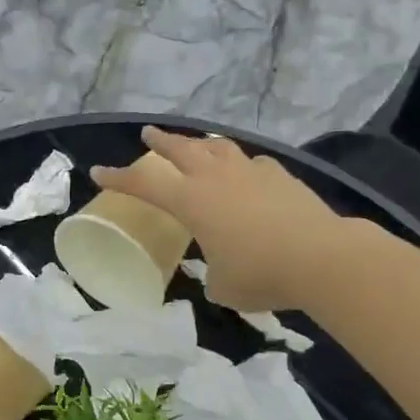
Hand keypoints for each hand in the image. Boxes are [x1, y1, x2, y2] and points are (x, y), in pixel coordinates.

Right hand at [91, 127, 341, 313]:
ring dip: (200, 144)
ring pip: (217, 147)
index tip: (98, 172)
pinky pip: (252, 162)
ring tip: (196, 144)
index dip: (119, 178)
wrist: (321, 257)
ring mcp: (250, 172)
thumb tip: (217, 271)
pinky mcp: (280, 176)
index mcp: (191, 201)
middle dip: (160, 141)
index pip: (144, 185)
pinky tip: (246, 171)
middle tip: (148, 133)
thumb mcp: (222, 286)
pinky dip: (241, 164)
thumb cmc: (260, 274)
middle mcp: (215, 178)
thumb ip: (212, 274)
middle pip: (180, 150)